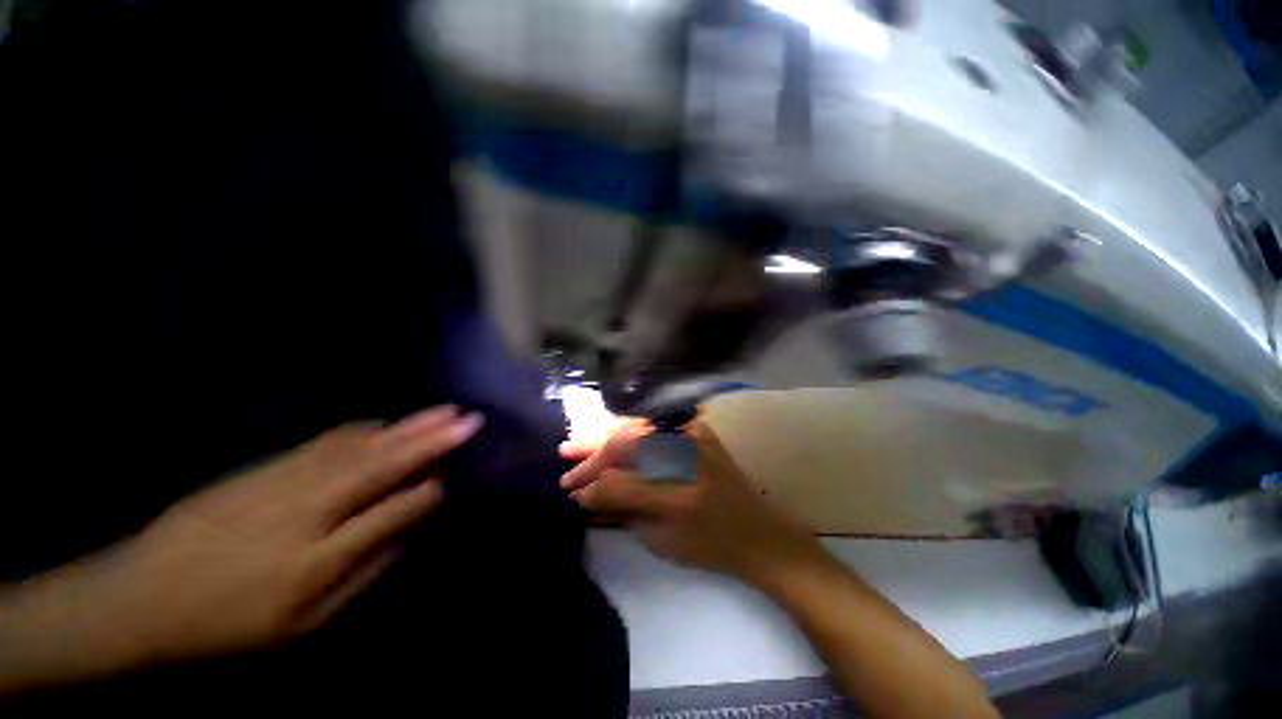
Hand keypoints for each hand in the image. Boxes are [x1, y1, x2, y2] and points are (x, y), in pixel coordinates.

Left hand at [4, 406, 481, 691]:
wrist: (143, 595)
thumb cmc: (227, 624)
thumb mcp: (299, 627)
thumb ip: (361, 576)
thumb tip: (404, 533)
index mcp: (315, 562)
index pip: (391, 512)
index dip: (426, 492)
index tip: (450, 479)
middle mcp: (306, 514)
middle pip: (381, 468)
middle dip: (431, 442)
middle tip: (467, 421)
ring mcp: (282, 484)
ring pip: (360, 447)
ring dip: (406, 427)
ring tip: (442, 412)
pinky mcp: (264, 468)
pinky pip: (326, 442)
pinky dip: (364, 430)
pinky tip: (385, 423)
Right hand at [559, 420, 826, 585]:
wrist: (758, 532)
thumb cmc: (710, 542)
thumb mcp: (660, 535)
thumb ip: (622, 506)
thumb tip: (586, 493)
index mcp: (676, 481)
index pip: (620, 473)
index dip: (591, 480)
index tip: (571, 491)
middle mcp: (683, 446)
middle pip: (625, 441)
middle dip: (592, 453)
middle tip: (565, 457)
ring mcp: (691, 432)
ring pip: (635, 428)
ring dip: (604, 436)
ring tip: (575, 444)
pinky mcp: (695, 429)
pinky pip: (652, 425)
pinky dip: (626, 432)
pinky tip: (608, 436)